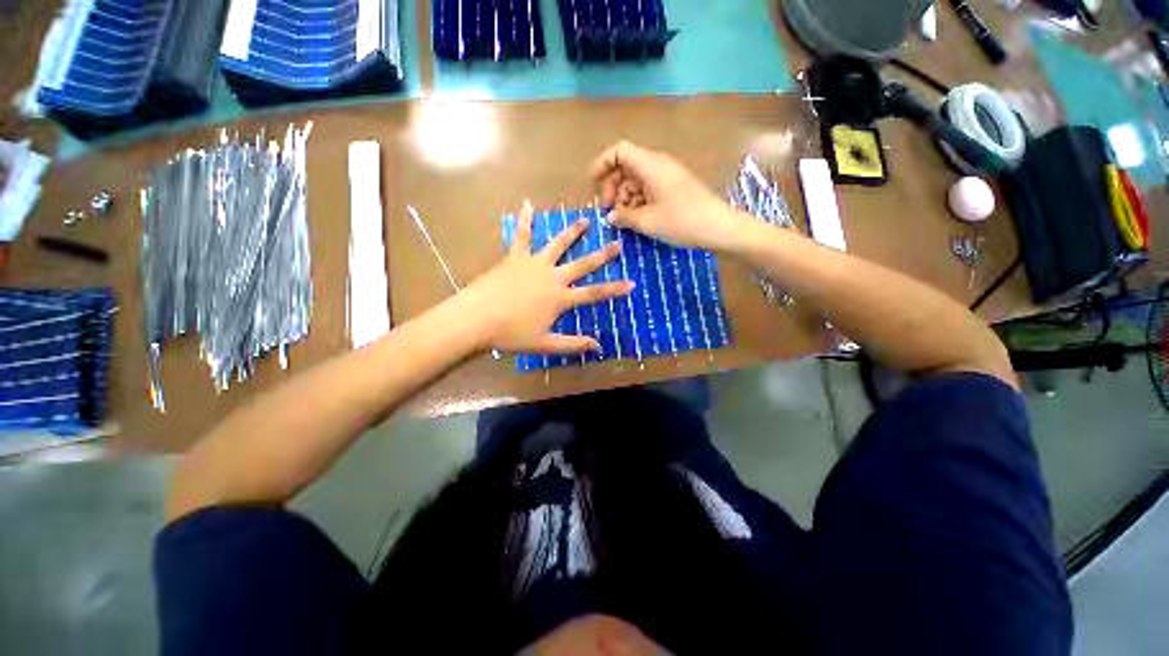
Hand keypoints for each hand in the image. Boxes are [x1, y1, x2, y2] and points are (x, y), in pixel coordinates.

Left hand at [459, 203, 634, 354]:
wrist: (477, 318)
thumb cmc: (511, 333)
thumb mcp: (545, 343)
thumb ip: (573, 344)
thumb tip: (598, 347)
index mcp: (561, 298)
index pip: (594, 293)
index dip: (614, 289)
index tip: (632, 283)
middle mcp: (553, 276)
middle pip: (583, 264)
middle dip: (603, 255)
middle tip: (618, 243)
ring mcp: (535, 263)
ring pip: (558, 244)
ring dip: (573, 232)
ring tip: (586, 220)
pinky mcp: (515, 256)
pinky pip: (522, 235)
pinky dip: (525, 220)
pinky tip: (527, 204)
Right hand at [591, 141, 744, 251]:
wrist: (718, 227)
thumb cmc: (681, 220)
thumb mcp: (647, 221)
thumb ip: (624, 216)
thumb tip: (611, 216)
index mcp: (650, 165)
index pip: (619, 151)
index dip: (603, 163)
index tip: (592, 184)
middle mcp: (658, 165)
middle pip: (626, 166)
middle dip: (613, 187)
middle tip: (609, 211)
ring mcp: (667, 176)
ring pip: (637, 180)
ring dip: (626, 198)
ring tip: (624, 220)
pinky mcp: (674, 188)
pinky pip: (649, 189)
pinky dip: (639, 201)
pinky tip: (638, 219)